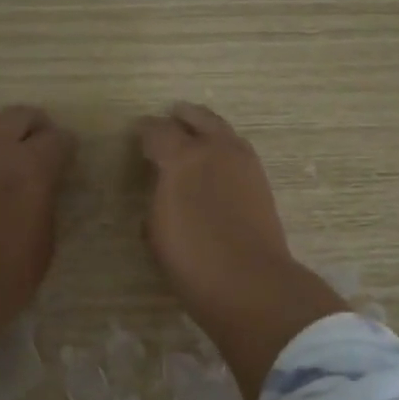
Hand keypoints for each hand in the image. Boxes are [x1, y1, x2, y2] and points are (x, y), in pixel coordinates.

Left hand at [0, 105, 76, 316]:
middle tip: (37, 142)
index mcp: (34, 164)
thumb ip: (44, 199)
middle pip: (19, 115)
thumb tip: (41, 187)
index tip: (67, 158)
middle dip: (34, 126)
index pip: (59, 138)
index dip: (66, 148)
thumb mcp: (45, 237)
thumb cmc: (11, 270)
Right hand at [135, 103, 346, 399]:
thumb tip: (163, 187)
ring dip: (206, 128)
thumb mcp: (156, 230)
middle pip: (197, 117)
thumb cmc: (192, 261)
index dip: (144, 131)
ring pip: (223, 130)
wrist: (250, 282)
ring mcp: (244, 162)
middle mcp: (215, 149)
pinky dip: (223, 147)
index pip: (157, 130)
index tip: (137, 135)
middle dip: (180, 117)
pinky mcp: (261, 180)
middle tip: (169, 120)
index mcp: (182, 157)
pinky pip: (237, 150)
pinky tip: (216, 162)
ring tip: (194, 137)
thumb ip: (157, 197)